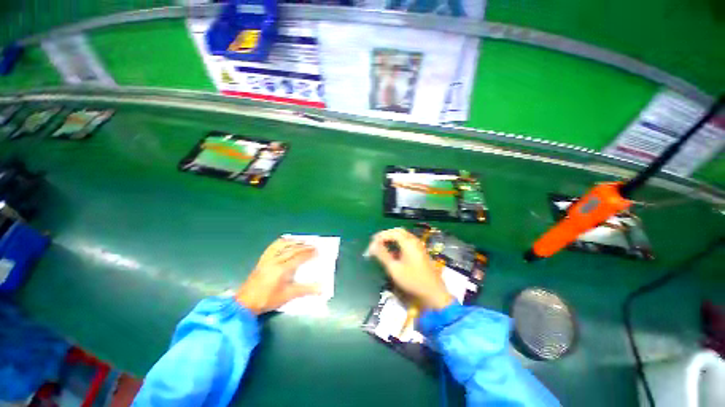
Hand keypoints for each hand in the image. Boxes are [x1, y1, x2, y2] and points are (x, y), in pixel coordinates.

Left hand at [236, 238, 319, 314]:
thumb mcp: (288, 296)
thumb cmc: (268, 299)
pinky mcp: (262, 260)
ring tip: (301, 241)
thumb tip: (321, 288)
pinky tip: (285, 241)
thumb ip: (305, 290)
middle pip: (292, 250)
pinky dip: (280, 242)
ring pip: (281, 245)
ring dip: (293, 242)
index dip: (309, 254)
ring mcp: (267, 259)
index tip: (317, 251)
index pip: (298, 258)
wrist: (245, 303)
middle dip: (304, 247)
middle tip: (313, 245)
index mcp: (282, 269)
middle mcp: (275, 261)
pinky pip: (272, 247)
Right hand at [367, 228, 452, 309]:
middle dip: (386, 235)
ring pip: (403, 236)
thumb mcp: (394, 268)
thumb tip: (372, 246)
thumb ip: (382, 255)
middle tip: (376, 243)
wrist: (434, 293)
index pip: (392, 232)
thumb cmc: (412, 280)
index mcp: (408, 242)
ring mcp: (418, 245)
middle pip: (398, 231)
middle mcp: (414, 240)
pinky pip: (407, 241)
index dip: (380, 237)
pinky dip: (398, 243)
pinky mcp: (420, 251)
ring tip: (382, 246)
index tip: (371, 245)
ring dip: (392, 238)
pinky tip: (393, 252)